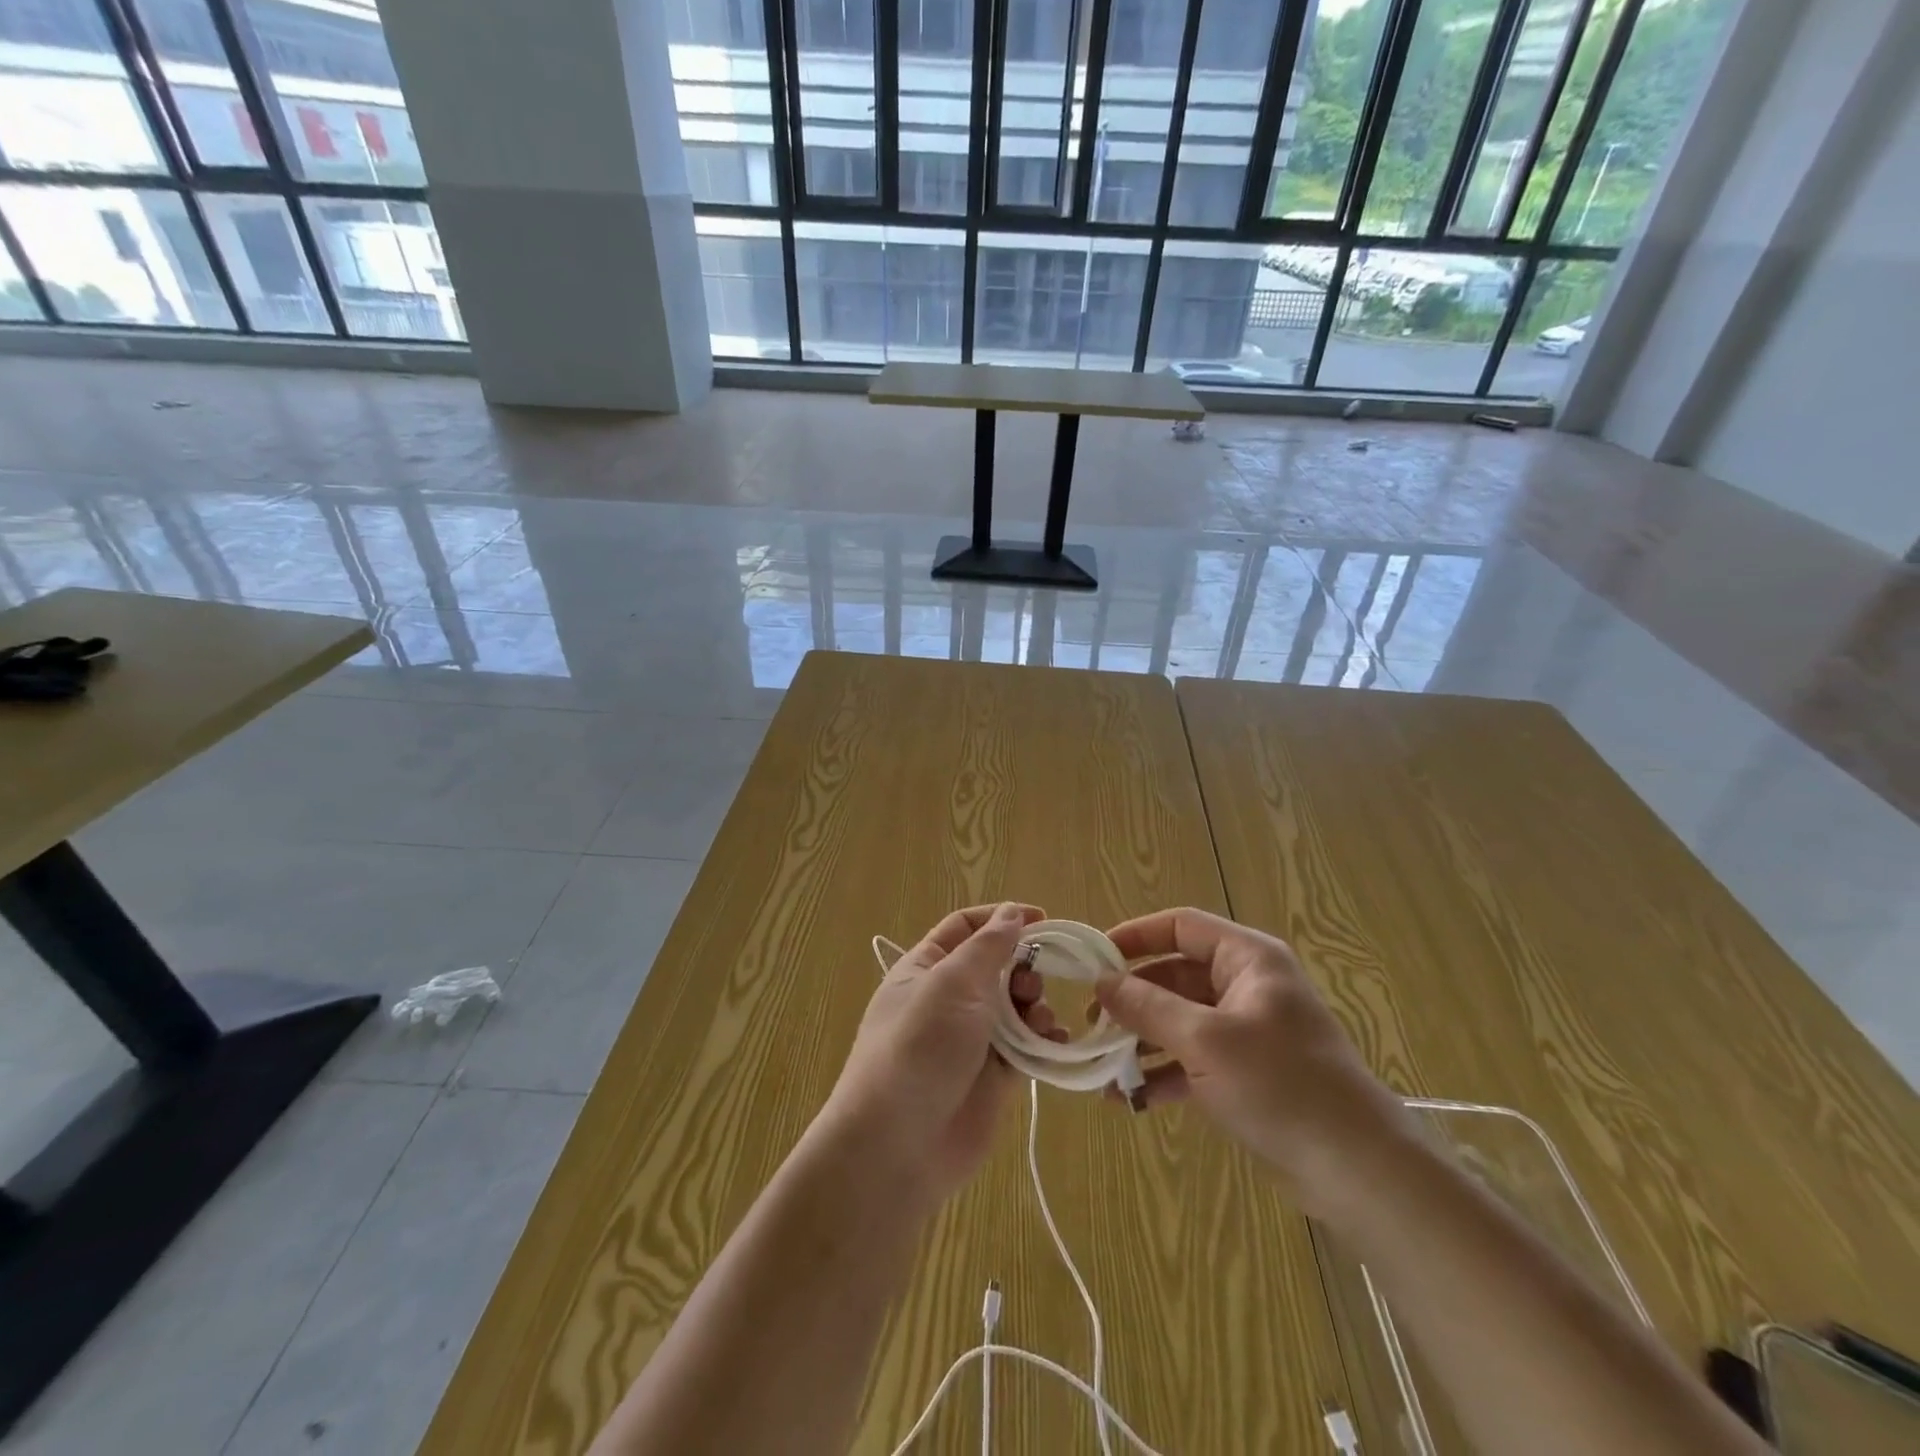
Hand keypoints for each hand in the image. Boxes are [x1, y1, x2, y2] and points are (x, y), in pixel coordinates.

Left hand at [821, 902, 1059, 1208]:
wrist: (898, 1146)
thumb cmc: (920, 1046)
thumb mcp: (952, 984)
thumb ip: (988, 946)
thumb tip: (1011, 913)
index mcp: (926, 967)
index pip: (965, 927)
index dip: (1002, 917)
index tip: (1044, 919)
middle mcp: (948, 999)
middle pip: (997, 966)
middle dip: (1023, 967)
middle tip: (1032, 983)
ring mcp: (971, 1039)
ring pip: (1015, 1007)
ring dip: (1035, 1005)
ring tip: (1040, 1020)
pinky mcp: (993, 1077)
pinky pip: (1026, 1048)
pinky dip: (1044, 1041)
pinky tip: (1056, 1042)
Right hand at [1095, 907, 1417, 1218]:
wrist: (1358, 1169)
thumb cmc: (1281, 1085)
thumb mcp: (1205, 1041)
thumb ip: (1148, 1007)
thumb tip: (1102, 982)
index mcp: (1246, 958)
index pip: (1180, 926)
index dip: (1135, 936)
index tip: (1094, 958)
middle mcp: (1246, 984)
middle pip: (1175, 975)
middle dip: (1132, 999)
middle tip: (1092, 1021)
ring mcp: (1247, 1029)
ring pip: (1180, 1019)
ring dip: (1142, 1040)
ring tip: (1104, 1066)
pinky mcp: (1247, 1071)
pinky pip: (1193, 1058)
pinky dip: (1164, 1073)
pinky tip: (1131, 1099)